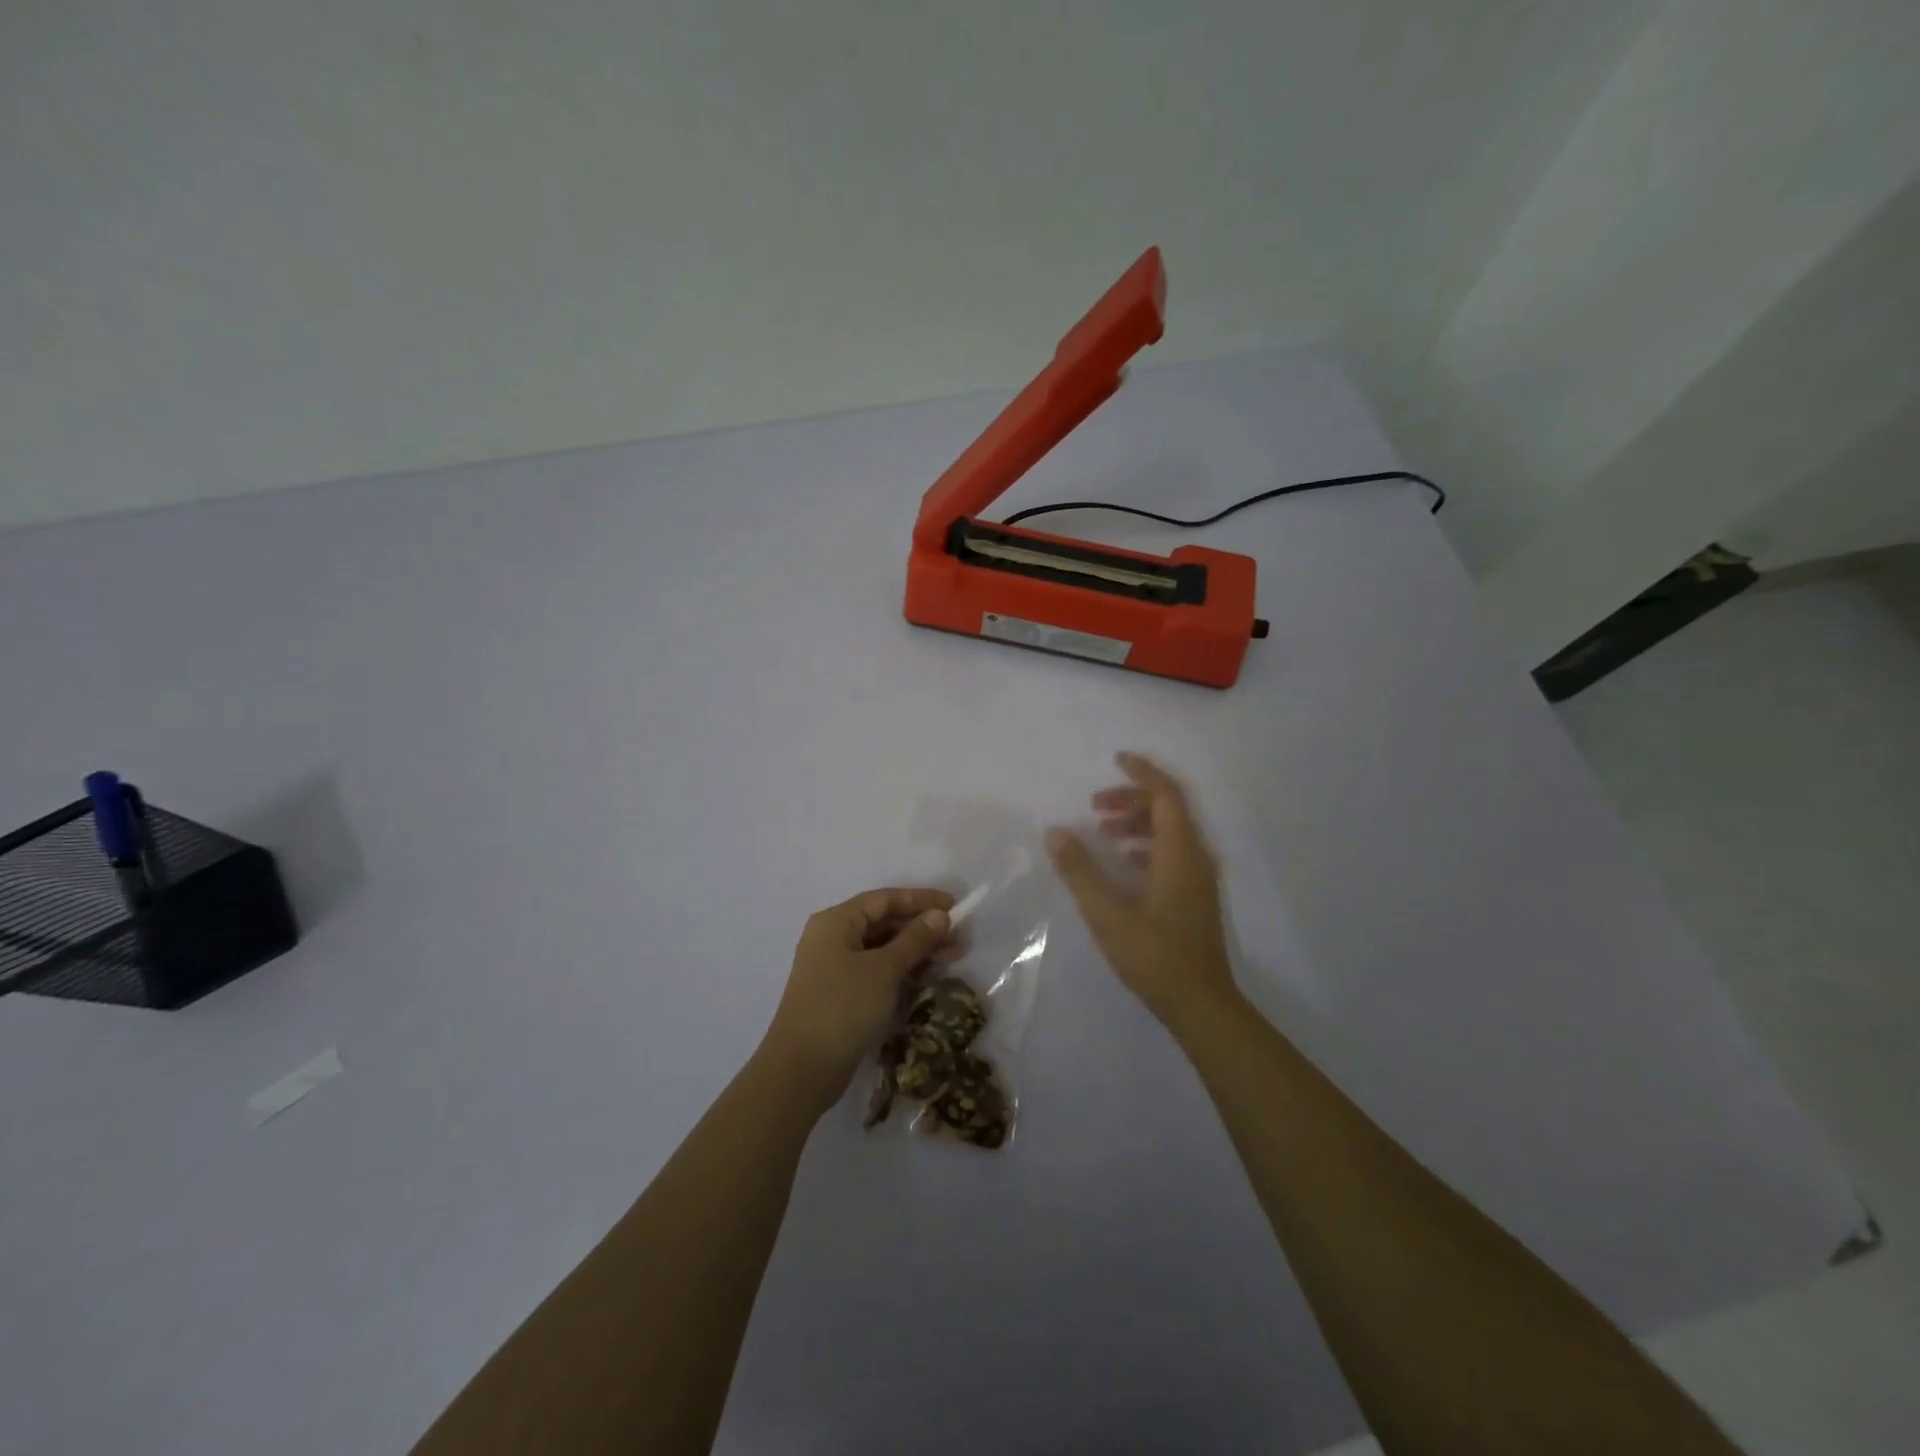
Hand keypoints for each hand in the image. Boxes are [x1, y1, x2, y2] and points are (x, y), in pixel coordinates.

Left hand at [759, 887, 954, 1116]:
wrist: (802, 1070)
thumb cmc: (843, 1007)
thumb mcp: (884, 969)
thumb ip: (914, 939)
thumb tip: (940, 916)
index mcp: (836, 922)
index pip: (884, 899)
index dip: (920, 899)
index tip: (954, 905)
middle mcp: (832, 939)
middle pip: (883, 923)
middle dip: (922, 927)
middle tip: (958, 937)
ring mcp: (834, 968)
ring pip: (882, 949)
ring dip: (916, 950)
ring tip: (952, 957)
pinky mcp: (841, 995)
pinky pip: (877, 971)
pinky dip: (902, 971)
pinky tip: (928, 977)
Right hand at [1046, 752, 1237, 1029]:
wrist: (1201, 1005)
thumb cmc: (1154, 956)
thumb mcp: (1107, 913)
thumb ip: (1080, 870)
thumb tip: (1056, 832)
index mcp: (1180, 853)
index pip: (1166, 795)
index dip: (1142, 772)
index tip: (1116, 758)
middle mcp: (1196, 858)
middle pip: (1169, 810)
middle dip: (1132, 799)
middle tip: (1094, 806)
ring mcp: (1199, 879)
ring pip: (1171, 832)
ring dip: (1138, 823)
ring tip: (1103, 832)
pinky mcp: (1196, 897)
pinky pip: (1173, 853)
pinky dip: (1146, 846)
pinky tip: (1123, 864)